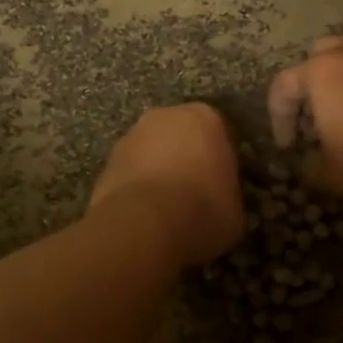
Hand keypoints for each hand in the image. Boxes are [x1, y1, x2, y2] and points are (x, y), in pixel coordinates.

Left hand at [89, 103, 243, 266]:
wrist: (142, 226)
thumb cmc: (202, 210)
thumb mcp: (235, 211)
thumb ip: (229, 195)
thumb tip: (223, 204)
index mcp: (205, 117)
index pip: (221, 133)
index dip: (223, 160)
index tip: (224, 184)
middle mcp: (165, 116)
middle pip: (182, 135)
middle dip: (187, 157)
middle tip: (197, 194)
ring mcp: (130, 136)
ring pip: (152, 151)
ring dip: (159, 171)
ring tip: (167, 209)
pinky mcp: (106, 162)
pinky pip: (130, 172)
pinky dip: (137, 188)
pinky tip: (145, 215)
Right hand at [267, 37, 342, 206]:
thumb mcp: (331, 174)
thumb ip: (310, 167)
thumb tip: (308, 165)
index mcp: (321, 72)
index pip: (284, 85)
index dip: (278, 118)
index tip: (288, 147)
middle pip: (317, 58)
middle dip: (308, 86)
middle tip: (312, 119)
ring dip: (340, 83)